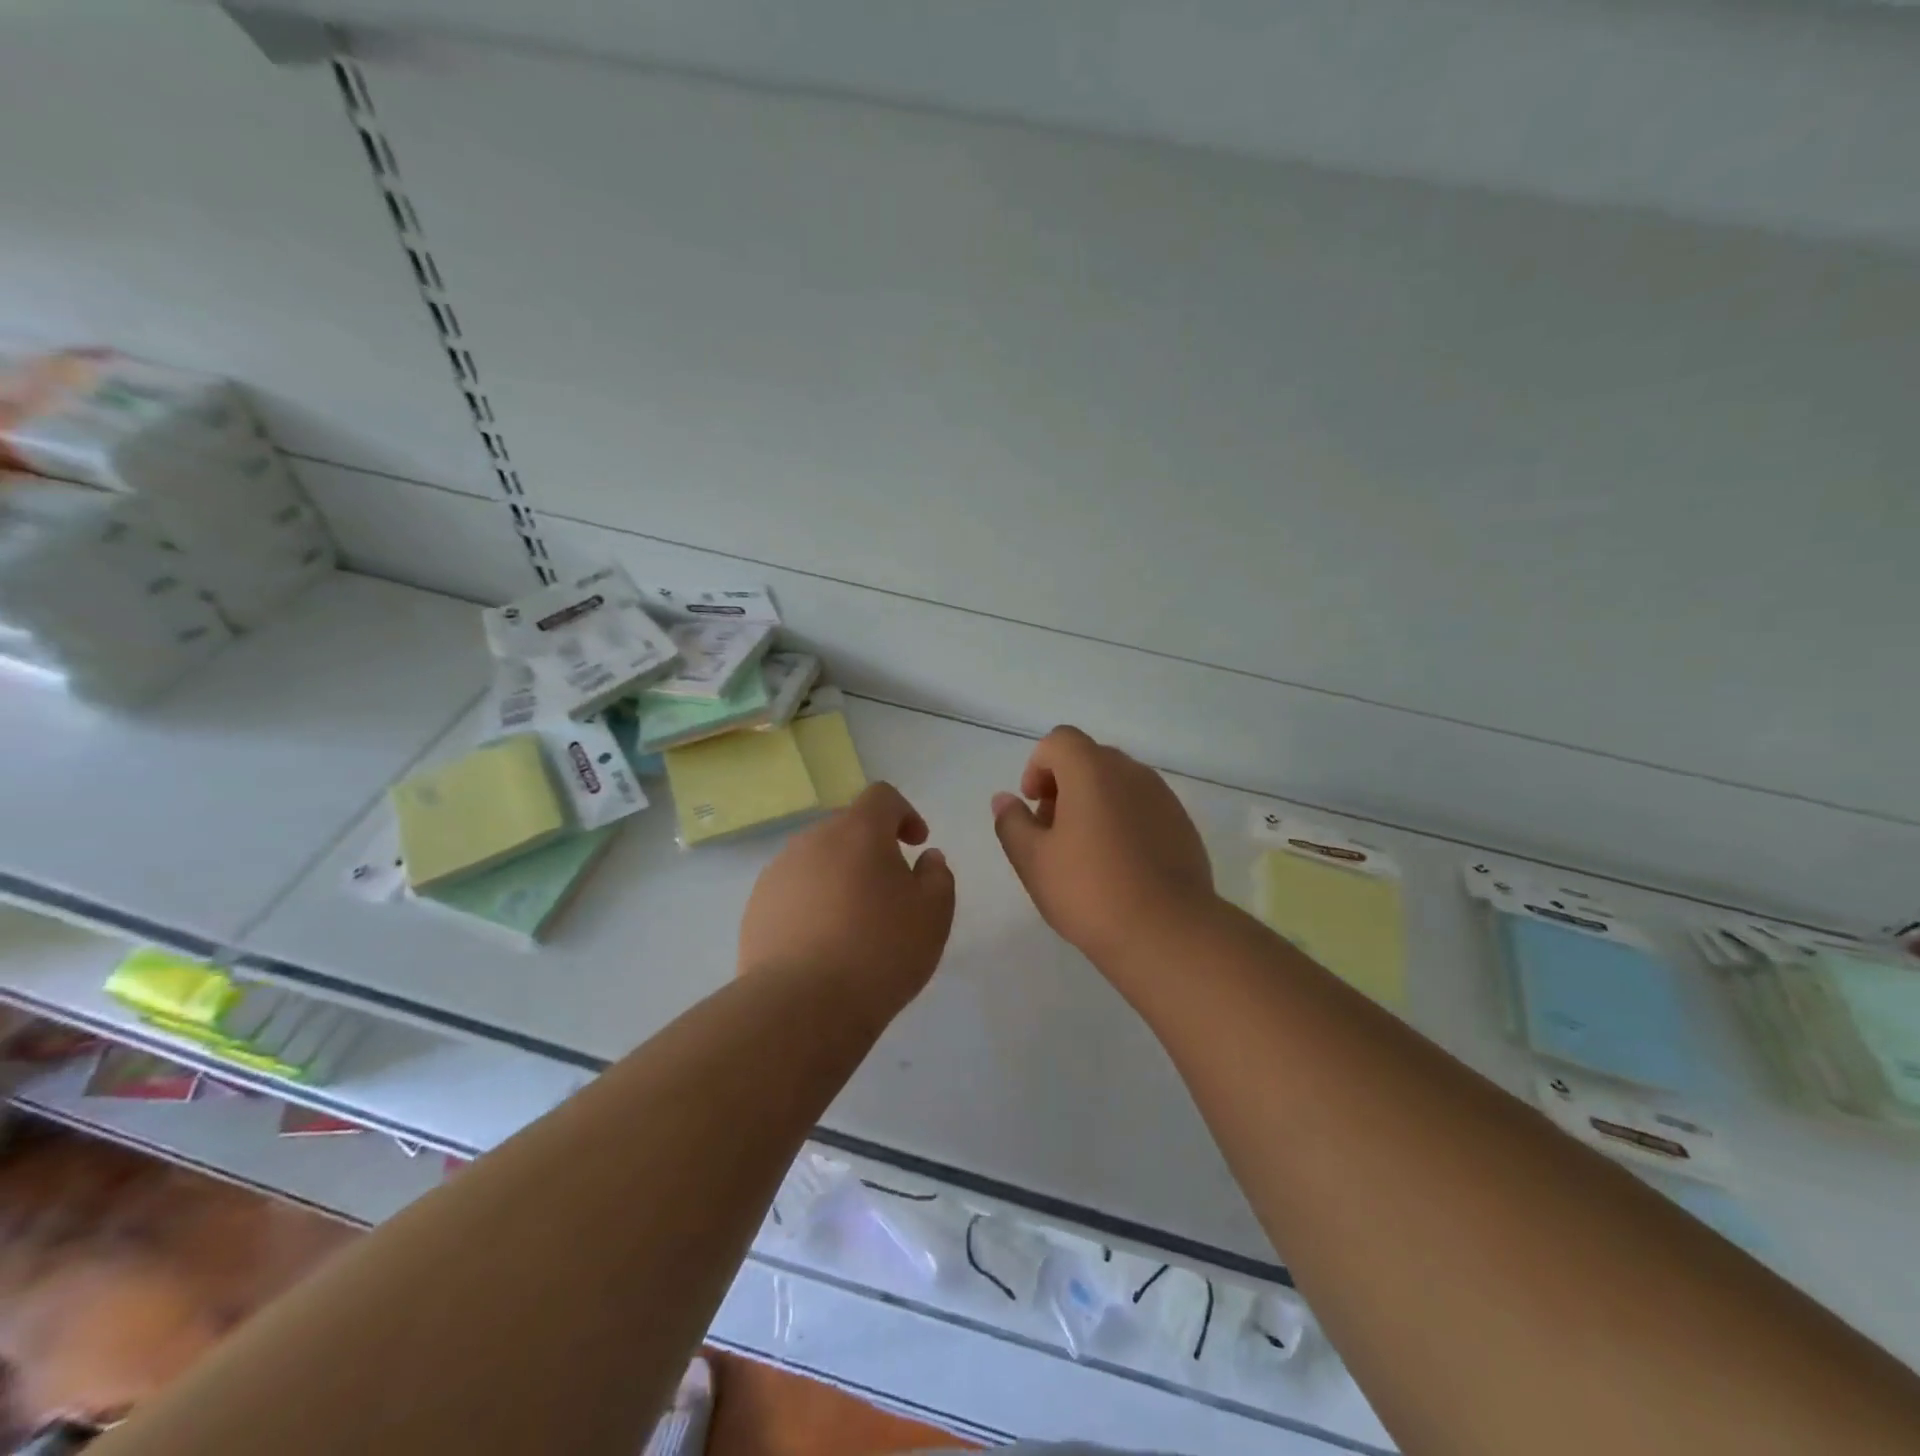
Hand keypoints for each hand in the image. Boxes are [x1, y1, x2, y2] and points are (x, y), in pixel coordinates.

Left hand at [739, 782, 956, 1012]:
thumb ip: (937, 875)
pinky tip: (822, 944)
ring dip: (839, 876)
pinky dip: (812, 903)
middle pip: (847, 827)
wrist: (802, 1005)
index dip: (904, 813)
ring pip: (817, 860)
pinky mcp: (756, 908)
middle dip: (871, 848)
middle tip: (890, 890)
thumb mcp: (934, 914)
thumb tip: (926, 858)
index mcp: (858, 831)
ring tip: (854, 923)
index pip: (881, 796)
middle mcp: (812, 840)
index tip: (915, 844)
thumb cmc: (880, 951)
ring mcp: (778, 873)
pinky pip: (793, 891)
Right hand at [992, 726, 1216, 967]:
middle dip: (1064, 785)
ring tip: (1085, 852)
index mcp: (1092, 770)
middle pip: (1090, 759)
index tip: (1033, 805)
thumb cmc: (1089, 891)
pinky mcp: (1182, 825)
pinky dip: (1124, 821)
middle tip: (1052, 831)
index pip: (1059, 741)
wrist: (1167, 932)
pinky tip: (1119, 865)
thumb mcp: (1032, 860)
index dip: (1038, 766)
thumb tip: (1005, 799)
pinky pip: (1143, 807)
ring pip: (1118, 784)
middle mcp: (1131, 772)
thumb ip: (1012, 822)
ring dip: (1095, 803)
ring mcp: (1163, 797)